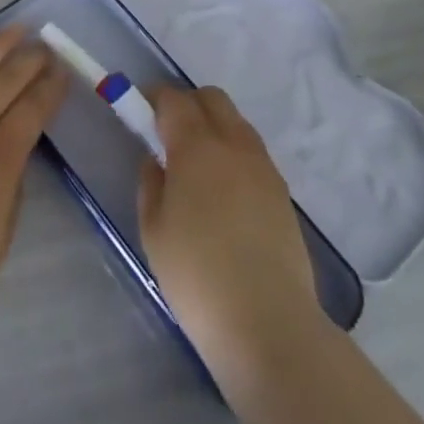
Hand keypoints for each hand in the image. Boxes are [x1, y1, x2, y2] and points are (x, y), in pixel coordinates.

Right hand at [137, 85, 319, 379]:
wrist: (269, 324)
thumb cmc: (197, 277)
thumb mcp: (154, 230)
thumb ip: (151, 183)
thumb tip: (157, 160)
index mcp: (196, 146)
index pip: (174, 99)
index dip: (154, 98)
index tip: (140, 112)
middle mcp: (233, 144)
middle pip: (212, 98)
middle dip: (188, 104)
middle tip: (169, 134)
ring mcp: (263, 167)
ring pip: (236, 122)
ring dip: (214, 127)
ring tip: (198, 166)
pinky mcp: (283, 192)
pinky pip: (253, 152)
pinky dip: (234, 154)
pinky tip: (224, 192)